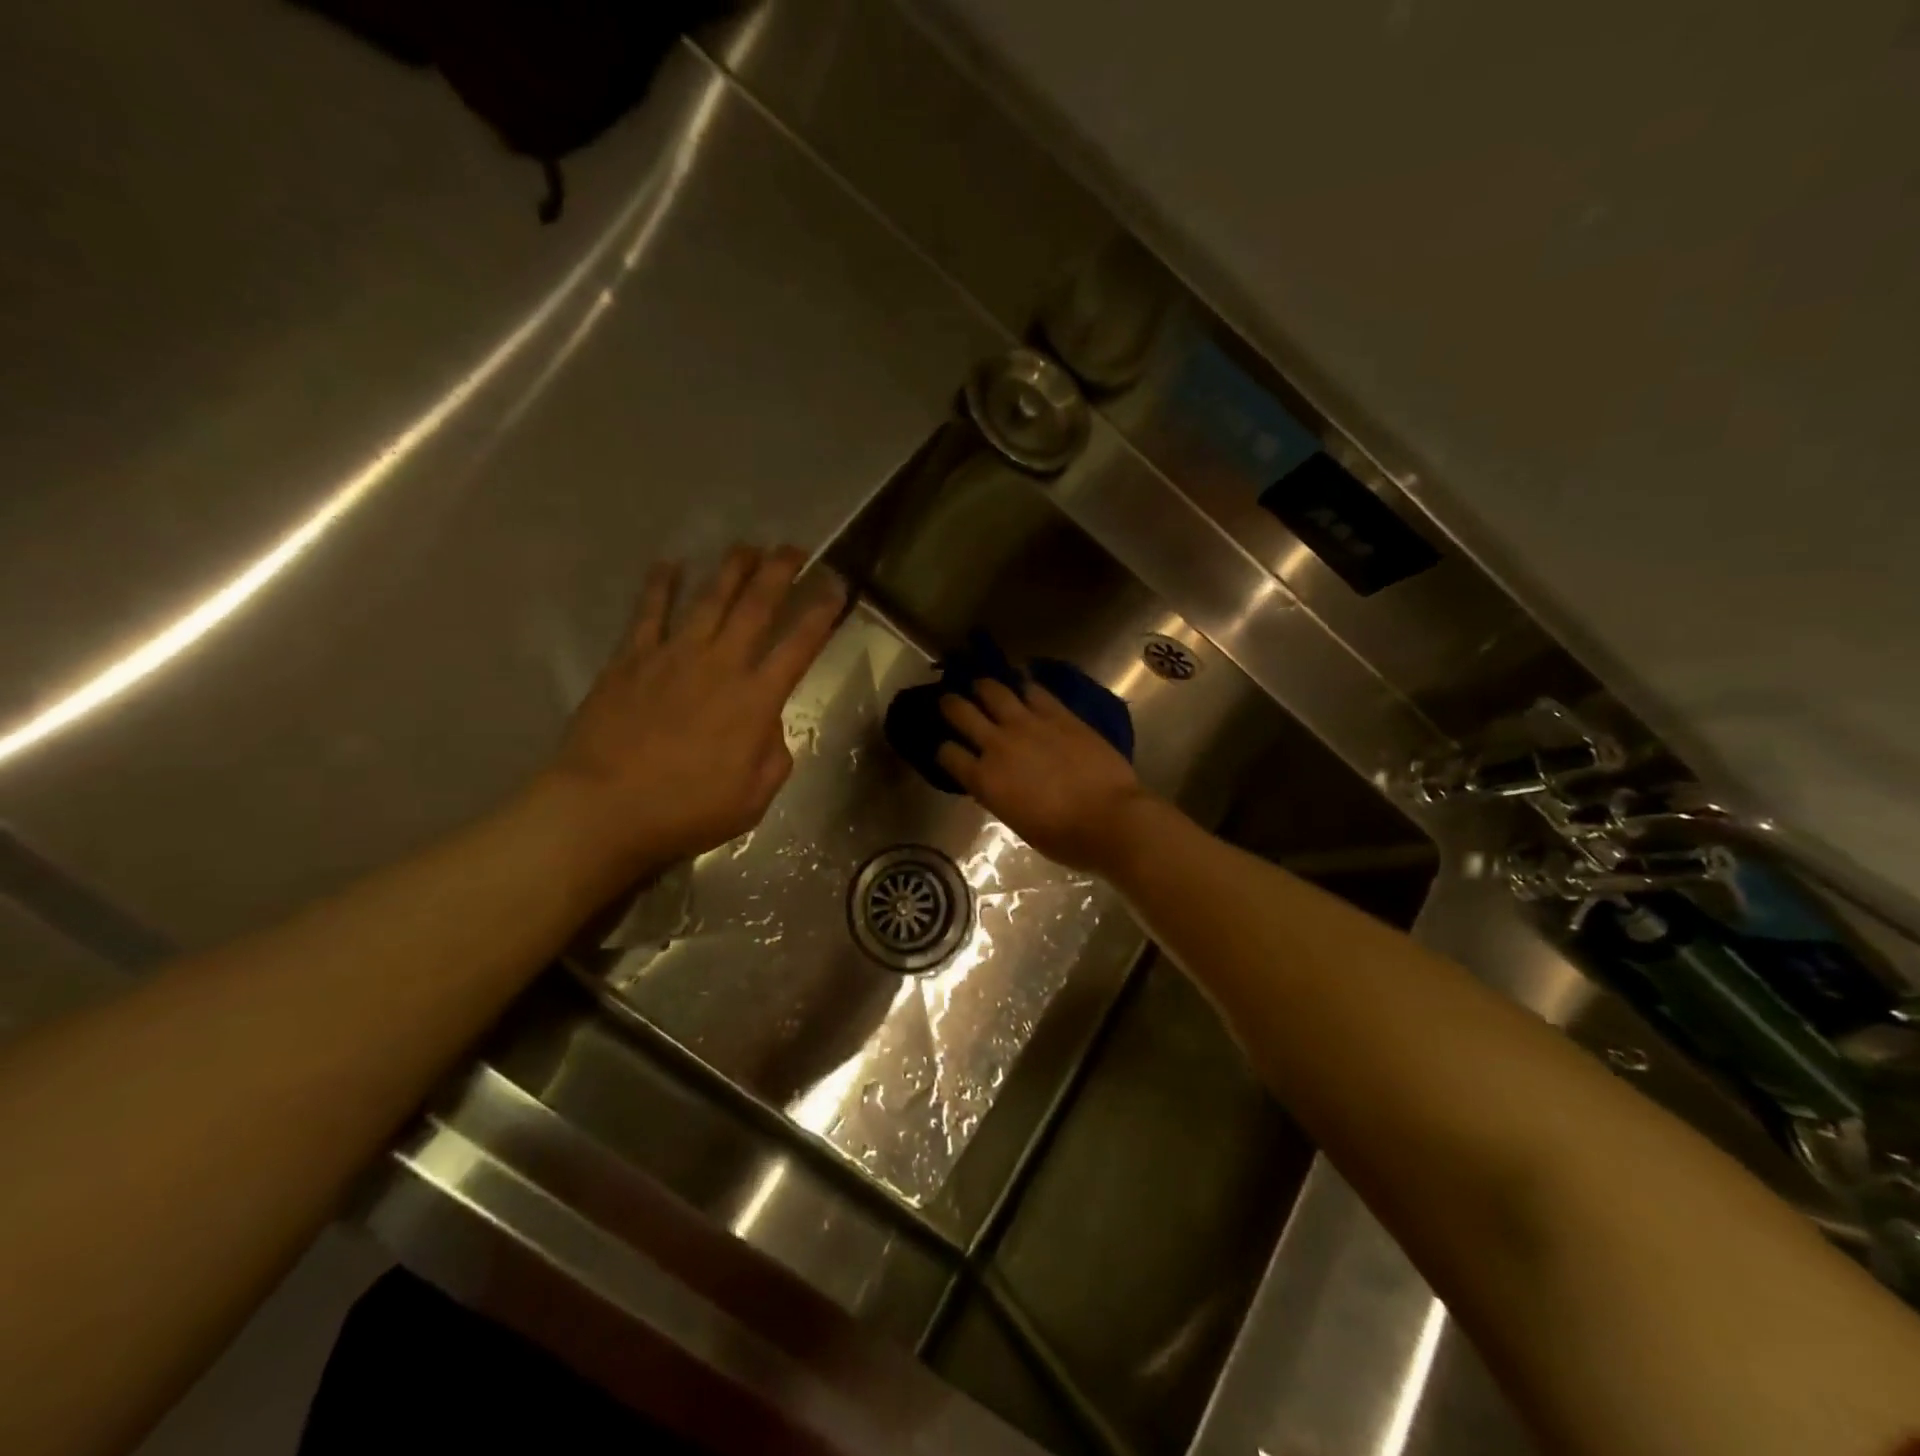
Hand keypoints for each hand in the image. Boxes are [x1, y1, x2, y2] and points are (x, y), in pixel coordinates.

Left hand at [541, 546, 843, 883]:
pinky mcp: (631, 660)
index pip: (800, 644)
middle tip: (794, 549)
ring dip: (731, 569)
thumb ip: (774, 754)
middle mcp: (720, 665)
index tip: (836, 586)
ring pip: (709, 599)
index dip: (822, 612)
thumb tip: (769, 723)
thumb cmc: (686, 811)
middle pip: (757, 606)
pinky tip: (669, 565)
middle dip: (780, 572)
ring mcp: (672, 656)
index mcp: (756, 700)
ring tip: (747, 547)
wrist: (604, 809)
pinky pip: (649, 612)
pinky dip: (660, 586)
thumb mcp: (754, 798)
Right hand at [937, 678, 1154, 876]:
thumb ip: (999, 796)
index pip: (947, 754)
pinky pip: (1034, 690)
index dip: (944, 750)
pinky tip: (1022, 682)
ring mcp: (1028, 724)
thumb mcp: (1017, 823)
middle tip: (950, 701)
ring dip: (984, 686)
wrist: (1109, 819)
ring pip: (994, 690)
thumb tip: (995, 783)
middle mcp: (998, 744)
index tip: (948, 749)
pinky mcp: (1058, 714)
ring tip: (983, 685)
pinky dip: (1024, 685)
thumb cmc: (1063, 837)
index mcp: (984, 780)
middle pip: (960, 712)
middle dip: (951, 705)